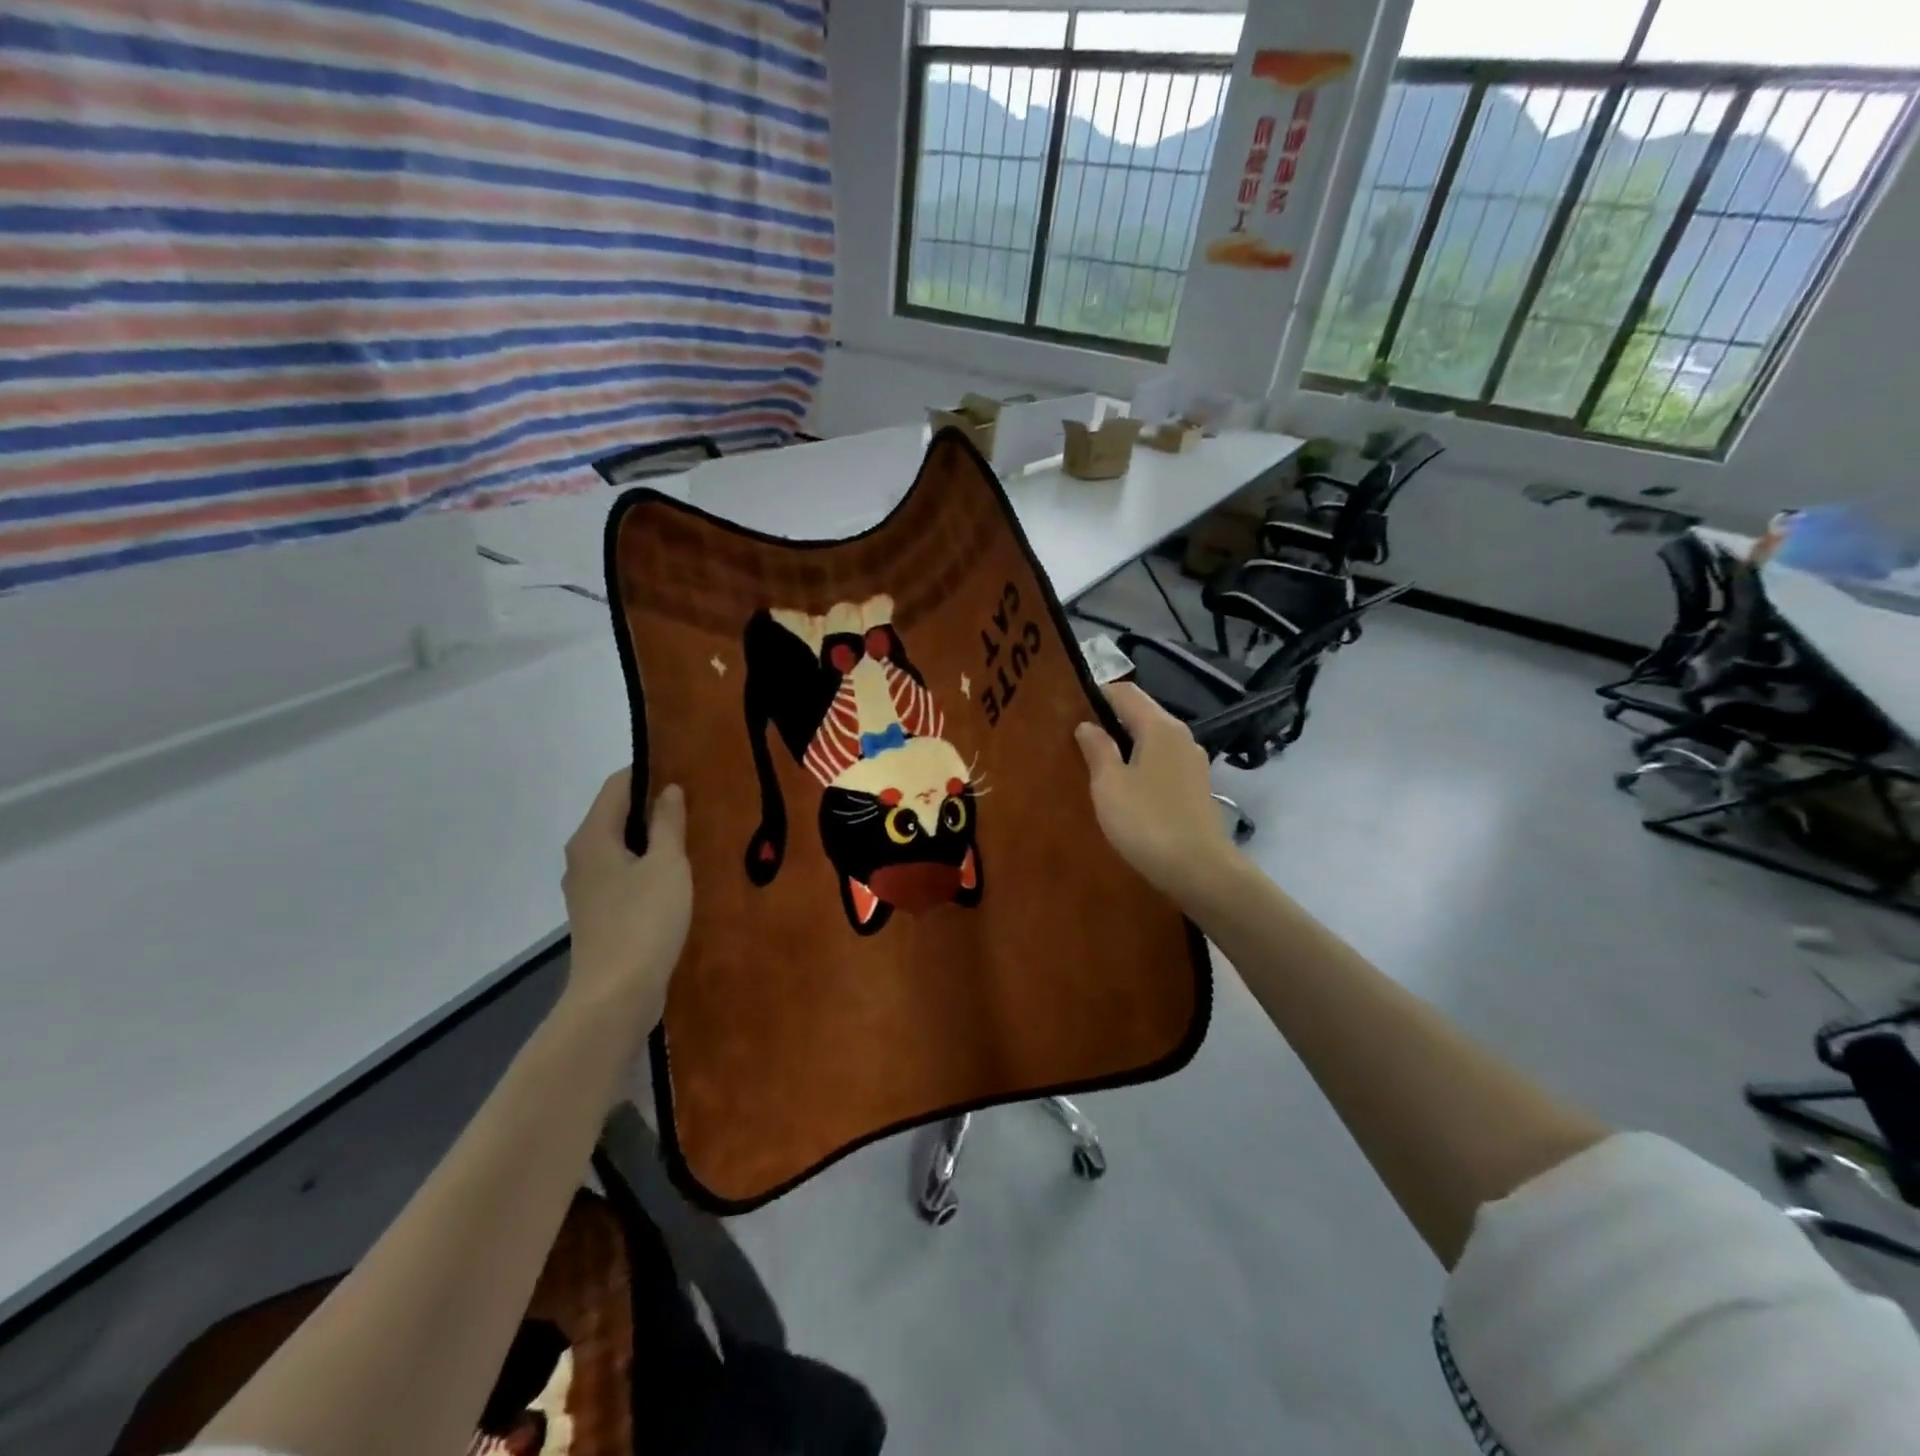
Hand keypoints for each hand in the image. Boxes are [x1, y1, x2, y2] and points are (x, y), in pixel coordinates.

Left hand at [560, 770, 691, 1030]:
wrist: (616, 995)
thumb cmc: (644, 921)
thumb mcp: (667, 865)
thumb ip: (668, 823)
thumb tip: (668, 790)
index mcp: (592, 838)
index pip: (617, 786)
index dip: (648, 771)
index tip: (684, 767)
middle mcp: (581, 857)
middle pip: (615, 815)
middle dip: (652, 804)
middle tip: (695, 800)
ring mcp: (586, 889)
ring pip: (619, 847)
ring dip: (650, 838)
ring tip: (691, 834)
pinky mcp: (598, 914)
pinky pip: (623, 874)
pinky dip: (646, 865)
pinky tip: (674, 875)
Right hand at [1074, 683, 1236, 904]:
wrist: (1199, 870)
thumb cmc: (1147, 821)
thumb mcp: (1109, 784)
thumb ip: (1097, 749)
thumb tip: (1087, 725)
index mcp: (1159, 727)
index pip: (1125, 692)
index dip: (1096, 693)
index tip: (1069, 706)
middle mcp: (1181, 736)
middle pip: (1141, 713)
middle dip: (1109, 719)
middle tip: (1075, 736)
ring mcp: (1192, 762)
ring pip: (1152, 739)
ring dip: (1125, 744)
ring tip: (1095, 761)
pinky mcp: (1196, 787)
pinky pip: (1161, 762)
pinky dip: (1140, 764)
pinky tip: (1124, 786)